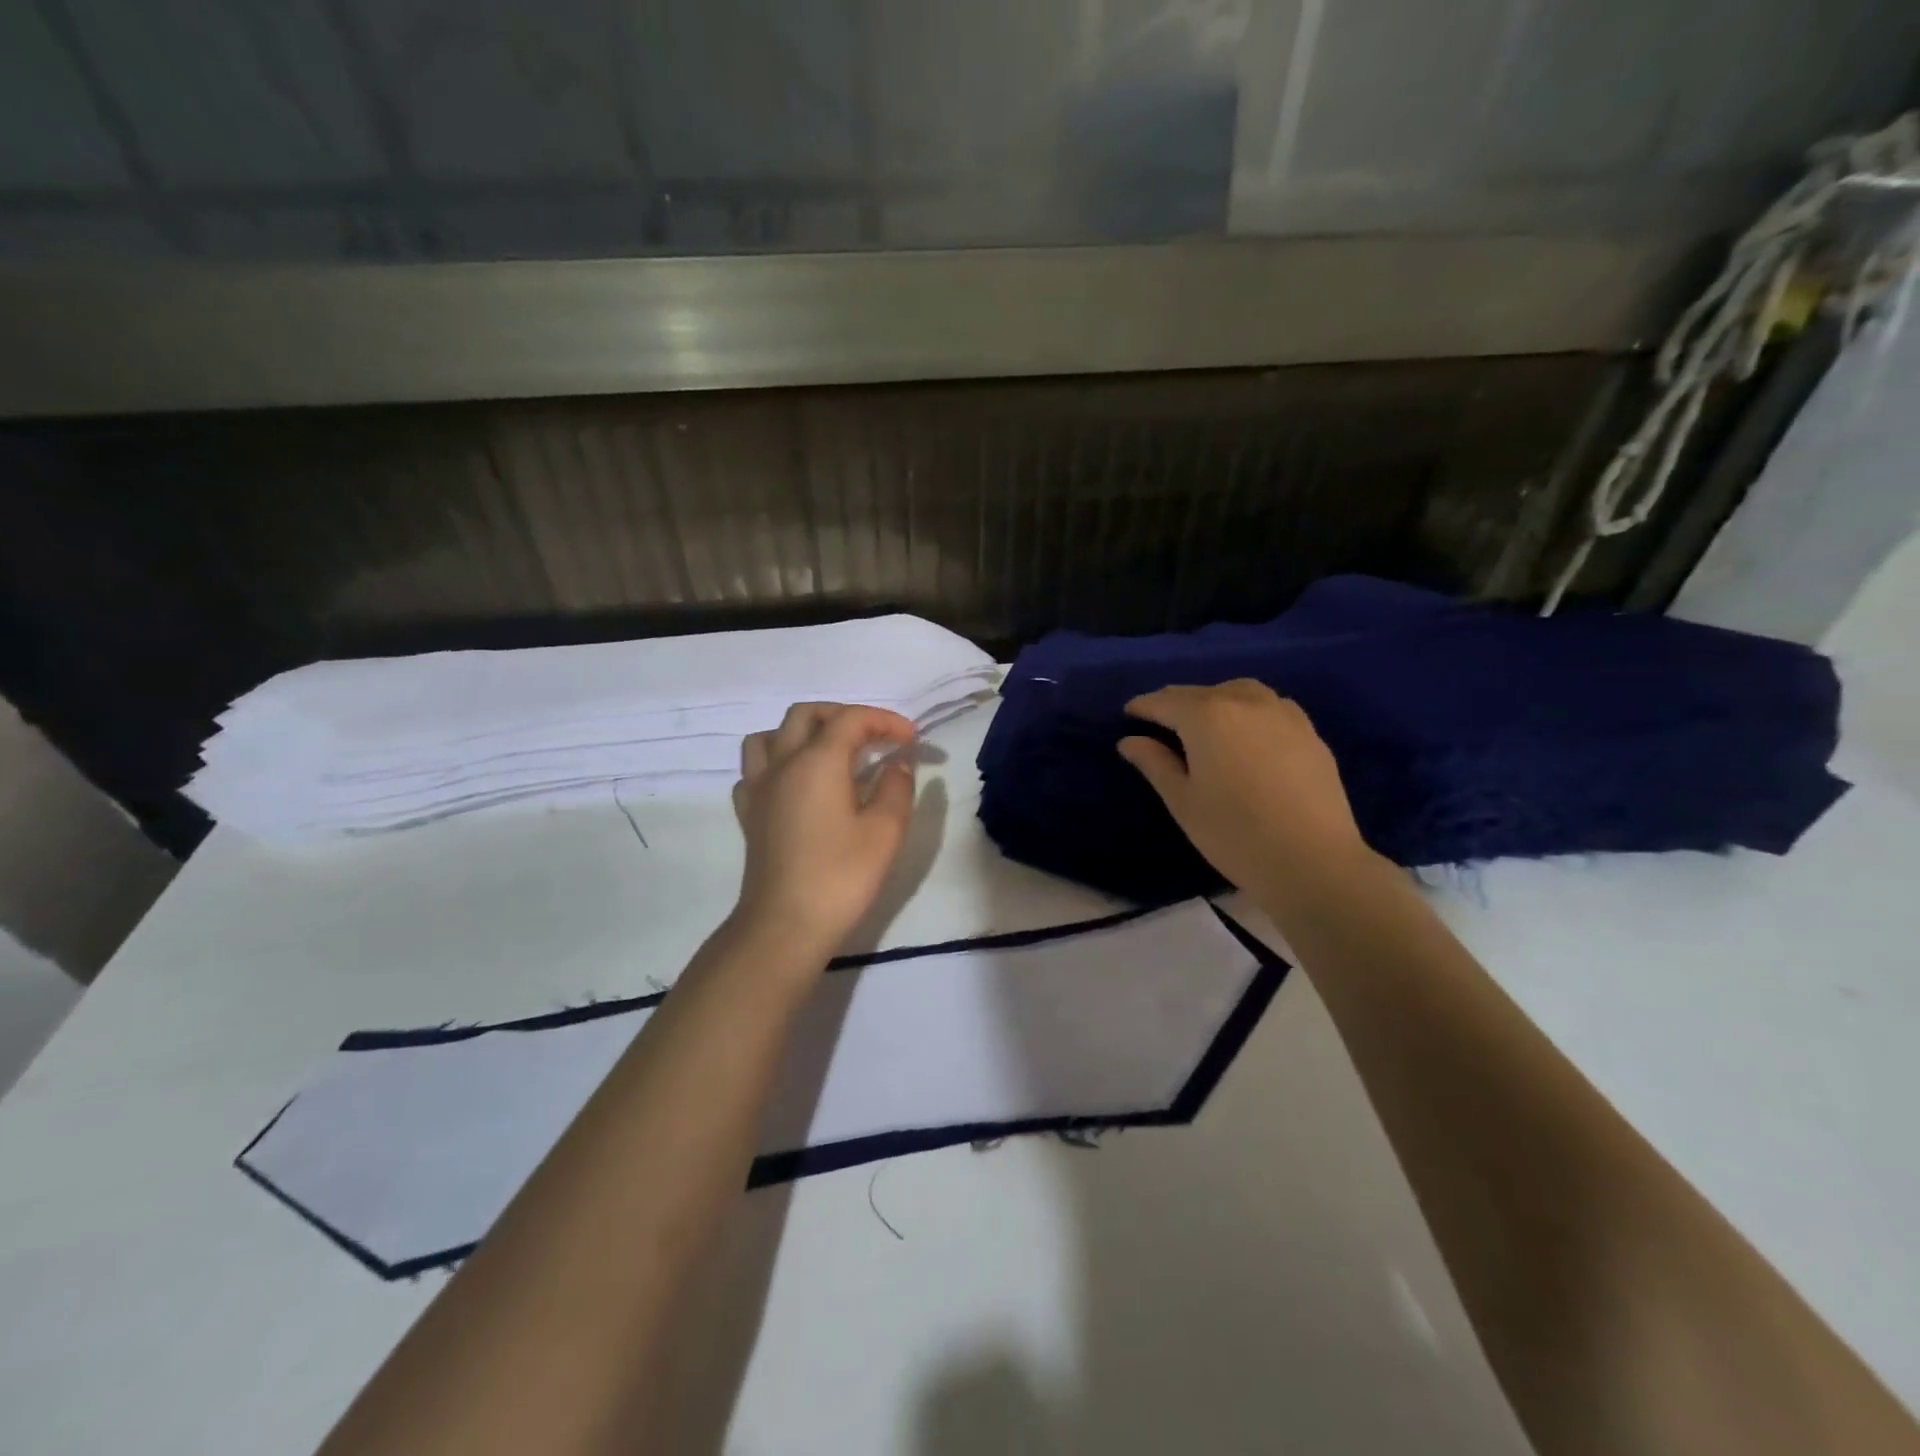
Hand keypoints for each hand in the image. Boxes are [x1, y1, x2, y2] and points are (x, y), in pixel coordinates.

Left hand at [730, 702, 917, 958]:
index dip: (885, 721)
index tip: (913, 739)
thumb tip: (897, 764)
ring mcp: (758, 789)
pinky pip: (756, 769)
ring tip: (831, 752)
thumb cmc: (841, 877)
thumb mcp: (885, 831)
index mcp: (817, 762)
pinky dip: (778, 763)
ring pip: (770, 736)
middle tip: (875, 738)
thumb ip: (896, 787)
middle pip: (806, 715)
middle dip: (844, 716)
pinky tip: (798, 785)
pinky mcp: (749, 814)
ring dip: (803, 732)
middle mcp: (782, 764)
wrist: (785, 926)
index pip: (851, 719)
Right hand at [1118, 680, 1374, 899]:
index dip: (1143, 706)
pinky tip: (1249, 732)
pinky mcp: (1310, 732)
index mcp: (1207, 716)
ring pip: (1240, 691)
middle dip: (1176, 701)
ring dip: (1216, 699)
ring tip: (1205, 720)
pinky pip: (1272, 706)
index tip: (1129, 712)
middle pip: (1202, 692)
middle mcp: (1245, 702)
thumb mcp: (1183, 801)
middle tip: (1160, 717)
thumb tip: (1130, 741)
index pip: (1165, 702)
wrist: (1313, 861)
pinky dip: (1250, 709)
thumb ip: (1155, 763)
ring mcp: (1283, 714)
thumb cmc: (1234, 834)